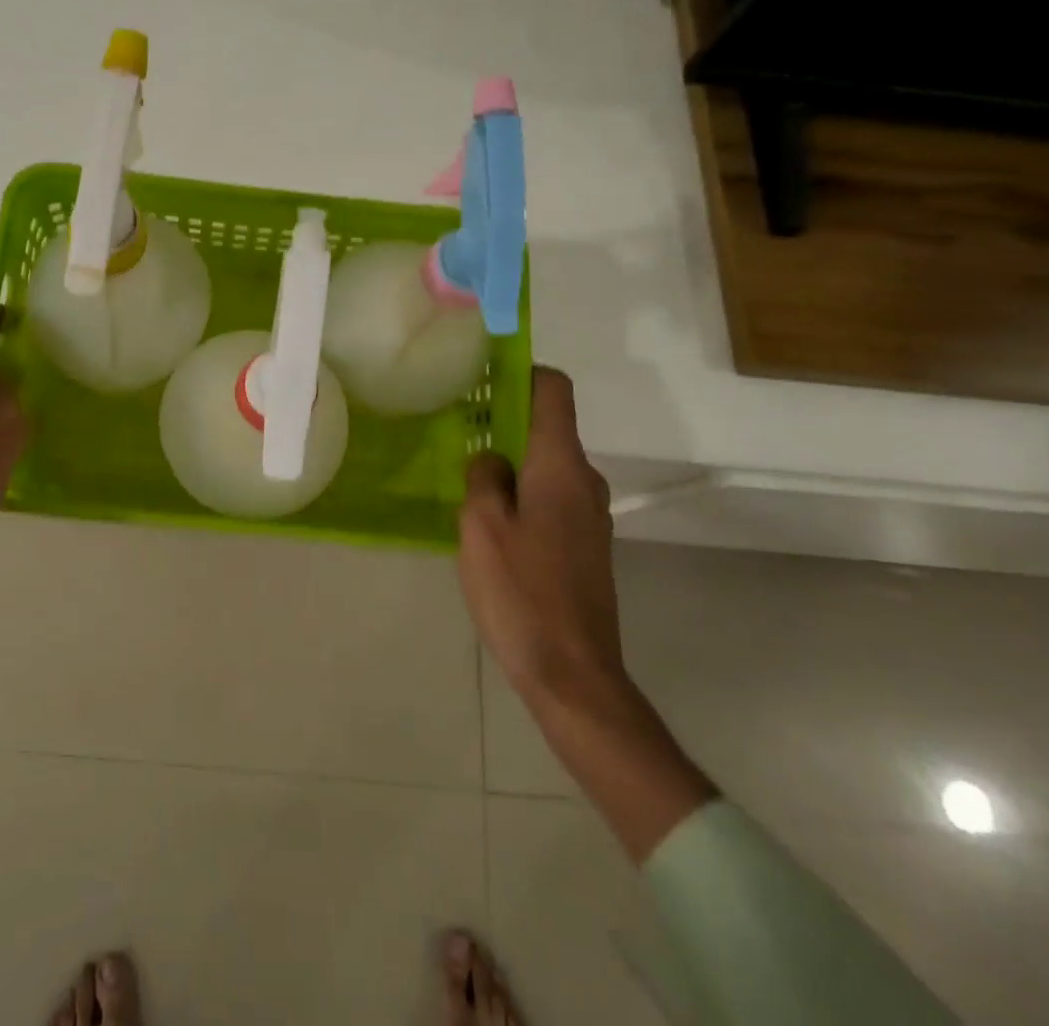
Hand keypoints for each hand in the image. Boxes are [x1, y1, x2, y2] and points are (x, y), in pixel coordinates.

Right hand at [458, 366, 622, 707]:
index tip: (484, 378)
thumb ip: (483, 477)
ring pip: (547, 466)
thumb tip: (492, 458)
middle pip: (548, 427)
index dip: (522, 372)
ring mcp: (590, 516)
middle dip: (505, 422)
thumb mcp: (481, 526)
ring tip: (466, 480)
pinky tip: (491, 523)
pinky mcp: (586, 546)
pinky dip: (523, 494)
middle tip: (458, 433)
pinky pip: (552, 498)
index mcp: (561, 466)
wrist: (572, 674)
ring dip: (511, 462)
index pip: (553, 391)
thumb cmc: (521, 591)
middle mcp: (585, 481)